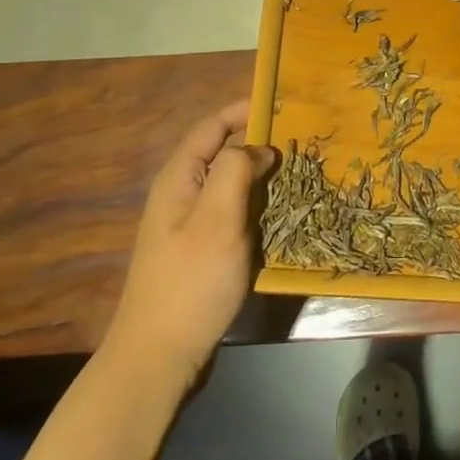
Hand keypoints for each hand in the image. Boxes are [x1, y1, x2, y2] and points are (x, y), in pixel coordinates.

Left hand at [107, 101, 276, 385]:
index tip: (282, 103)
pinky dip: (257, 206)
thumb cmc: (190, 282)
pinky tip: (281, 214)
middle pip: (221, 152)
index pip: (211, 126)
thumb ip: (236, 171)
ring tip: (299, 172)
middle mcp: (181, 194)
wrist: (158, 356)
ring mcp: (190, 224)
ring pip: (230, 184)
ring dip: (261, 176)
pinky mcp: (201, 250)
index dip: (243, 109)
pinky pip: (232, 213)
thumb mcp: (217, 219)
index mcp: (179, 178)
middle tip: (300, 140)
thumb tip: (258, 149)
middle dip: (258, 142)